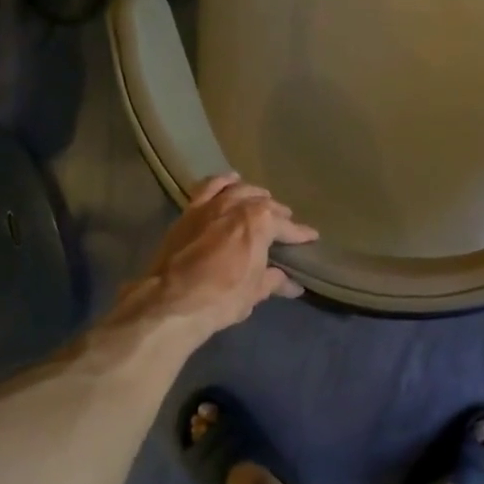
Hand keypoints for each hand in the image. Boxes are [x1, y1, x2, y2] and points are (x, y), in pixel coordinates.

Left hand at [122, 174, 318, 336]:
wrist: (172, 300)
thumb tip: (292, 284)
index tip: (311, 237)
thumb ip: (274, 281)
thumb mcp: (254, 292)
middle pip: (263, 203)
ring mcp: (210, 205)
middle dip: (277, 213)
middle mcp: (237, 205)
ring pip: (237, 189)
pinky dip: (221, 182)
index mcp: (260, 222)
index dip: (300, 233)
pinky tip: (229, 183)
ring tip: (260, 199)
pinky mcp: (189, 211)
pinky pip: (207, 187)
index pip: (287, 226)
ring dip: (252, 193)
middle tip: (285, 222)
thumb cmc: (222, 297)